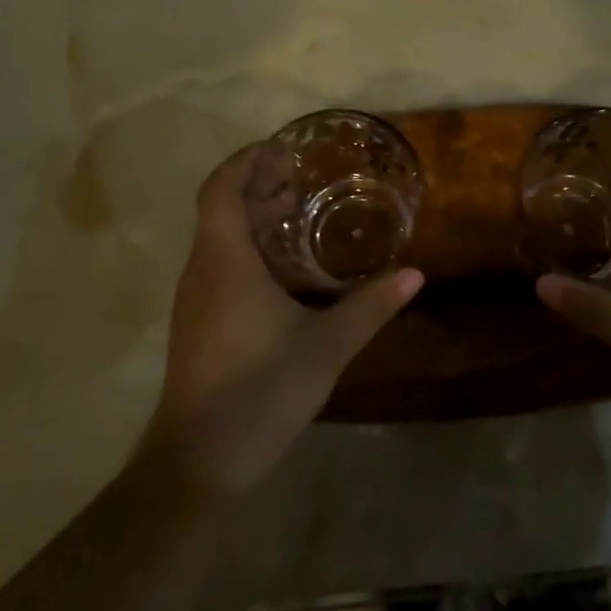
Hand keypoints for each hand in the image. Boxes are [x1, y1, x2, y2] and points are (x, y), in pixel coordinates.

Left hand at [140, 144, 423, 498]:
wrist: (199, 460)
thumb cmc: (259, 390)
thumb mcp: (326, 346)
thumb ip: (370, 307)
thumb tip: (414, 274)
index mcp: (224, 260)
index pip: (221, 187)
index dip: (247, 160)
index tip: (283, 149)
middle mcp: (202, 270)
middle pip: (221, 208)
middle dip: (259, 186)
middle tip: (306, 180)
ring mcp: (195, 298)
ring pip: (220, 238)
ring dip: (255, 218)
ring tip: (302, 215)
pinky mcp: (198, 323)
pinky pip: (220, 265)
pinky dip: (250, 249)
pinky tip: (287, 271)